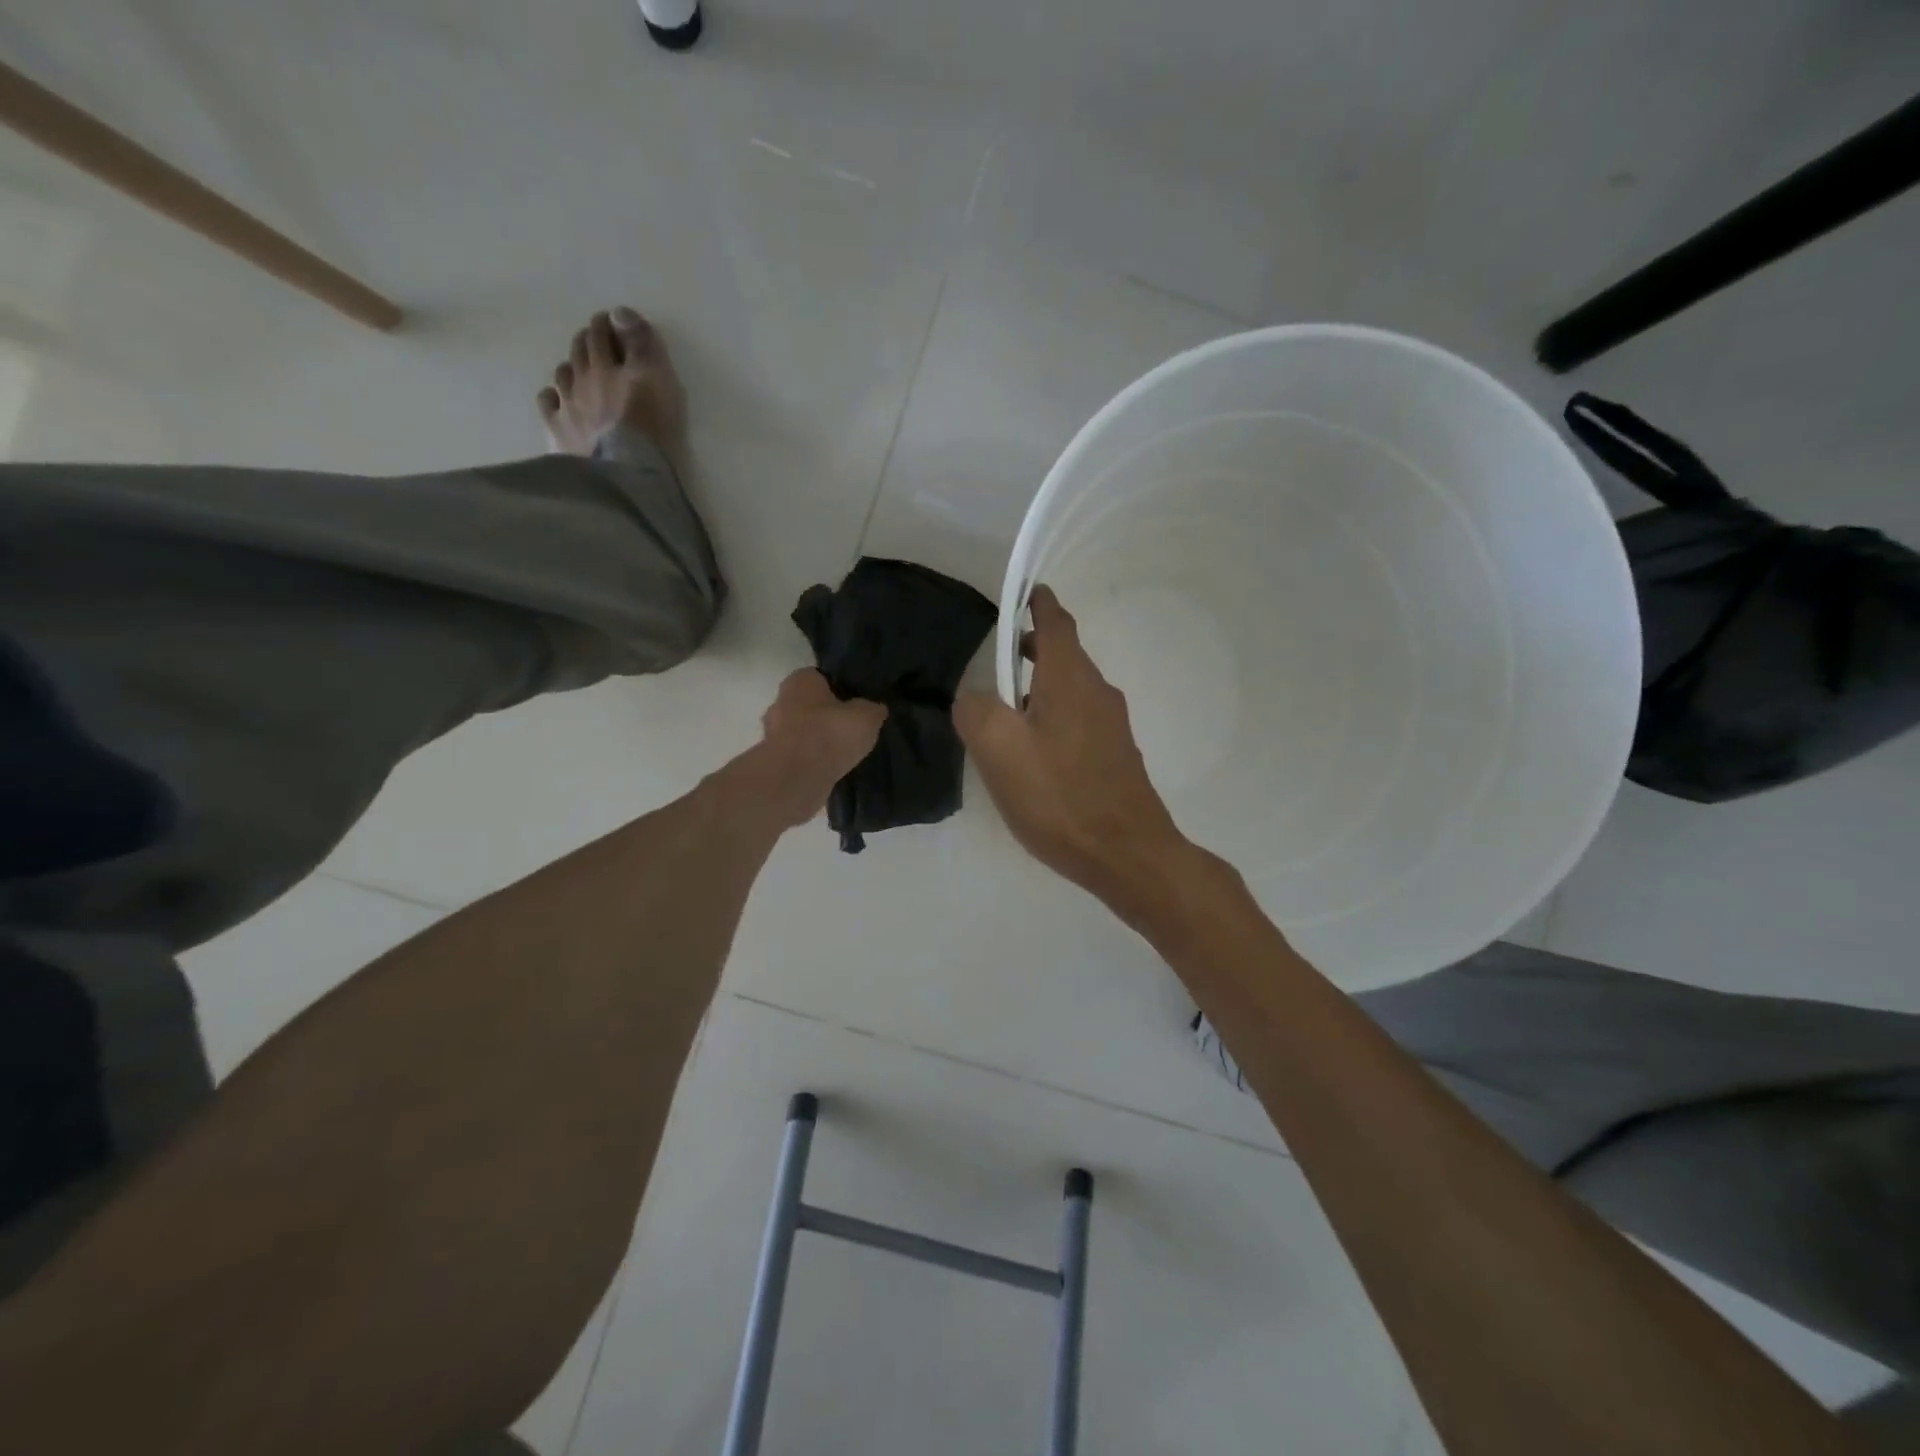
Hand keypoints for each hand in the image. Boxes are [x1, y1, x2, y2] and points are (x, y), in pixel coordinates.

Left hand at [749, 669, 886, 828]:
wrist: (797, 778)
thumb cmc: (831, 734)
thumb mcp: (867, 716)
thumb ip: (872, 708)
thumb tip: (876, 708)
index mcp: (800, 680)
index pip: (822, 677)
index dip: (841, 689)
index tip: (857, 703)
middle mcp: (781, 701)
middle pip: (810, 705)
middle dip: (828, 716)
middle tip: (852, 729)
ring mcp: (773, 733)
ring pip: (803, 731)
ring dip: (820, 740)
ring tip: (845, 752)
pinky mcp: (774, 760)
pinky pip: (799, 755)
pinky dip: (813, 760)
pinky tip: (831, 769)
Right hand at [955, 587, 1198, 920]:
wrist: (1126, 853)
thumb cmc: (1060, 795)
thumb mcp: (998, 749)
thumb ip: (975, 709)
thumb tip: (973, 696)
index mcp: (1071, 678)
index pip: (1056, 620)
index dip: (1036, 603)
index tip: (1018, 595)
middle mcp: (1098, 691)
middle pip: (1064, 654)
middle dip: (1031, 648)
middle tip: (995, 661)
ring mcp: (1112, 725)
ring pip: (1071, 689)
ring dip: (1039, 687)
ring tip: (1005, 712)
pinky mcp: (1116, 755)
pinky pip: (1079, 719)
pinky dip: (1053, 717)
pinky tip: (1033, 753)